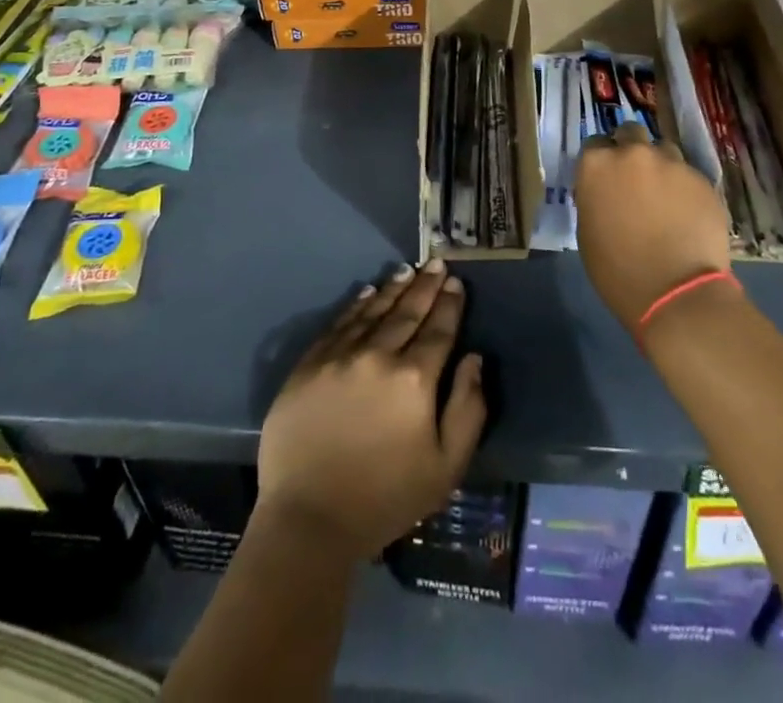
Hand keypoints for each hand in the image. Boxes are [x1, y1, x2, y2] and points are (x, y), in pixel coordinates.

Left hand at [257, 259, 485, 561]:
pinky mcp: (309, 365)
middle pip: (407, 312)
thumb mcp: (445, 468)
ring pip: (373, 311)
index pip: (438, 330)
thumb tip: (474, 359)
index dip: (450, 304)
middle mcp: (378, 356)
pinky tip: (367, 292)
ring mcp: (339, 357)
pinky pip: (338, 324)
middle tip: (437, 263)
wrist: (308, 520)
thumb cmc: (385, 499)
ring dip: (394, 288)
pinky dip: (356, 305)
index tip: (456, 283)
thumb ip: (468, 409)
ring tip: (408, 270)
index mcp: (414, 379)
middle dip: (426, 286)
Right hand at [574, 124, 731, 331]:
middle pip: (630, 134)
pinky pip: (689, 175)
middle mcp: (633, 153)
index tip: (606, 179)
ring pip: (664, 151)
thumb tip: (606, 190)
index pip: (594, 144)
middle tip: (635, 180)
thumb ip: (594, 197)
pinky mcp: (702, 179)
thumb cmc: (618, 271)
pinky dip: (685, 189)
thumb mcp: (588, 231)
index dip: (601, 161)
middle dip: (631, 150)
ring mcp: (672, 163)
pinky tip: (688, 214)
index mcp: (597, 164)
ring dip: (660, 167)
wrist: (676, 292)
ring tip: (665, 197)